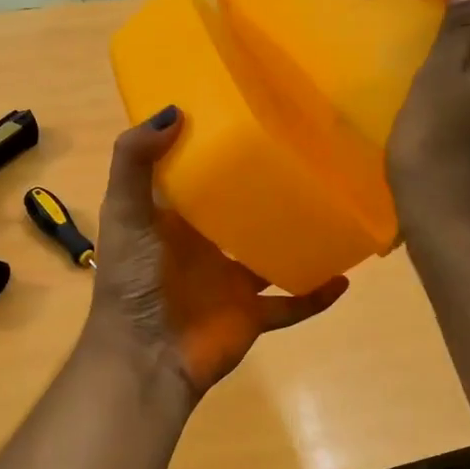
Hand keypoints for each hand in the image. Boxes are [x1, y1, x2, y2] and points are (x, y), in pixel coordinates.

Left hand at [86, 108, 348, 397]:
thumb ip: (135, 160)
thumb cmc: (134, 280)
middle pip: (241, 211)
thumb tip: (175, 110)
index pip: (198, 175)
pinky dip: (316, 294)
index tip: (249, 114)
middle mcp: (204, 246)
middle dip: (266, 189)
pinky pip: (292, 304)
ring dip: (297, 237)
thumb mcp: (124, 212)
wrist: (145, 358)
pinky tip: (344, 277)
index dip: (217, 148)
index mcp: (174, 219)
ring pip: (272, 254)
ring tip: (333, 208)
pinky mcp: (251, 314)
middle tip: (306, 156)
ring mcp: (231, 282)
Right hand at [387, 0, 469, 239]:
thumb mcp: (438, 74)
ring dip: (458, 95)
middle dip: (454, 66)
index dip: (448, 39)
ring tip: (423, 112)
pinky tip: (439, 137)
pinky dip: (464, 121)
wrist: (449, 217)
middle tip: (415, 86)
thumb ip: (458, 27)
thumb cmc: (433, 139)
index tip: (419, 60)